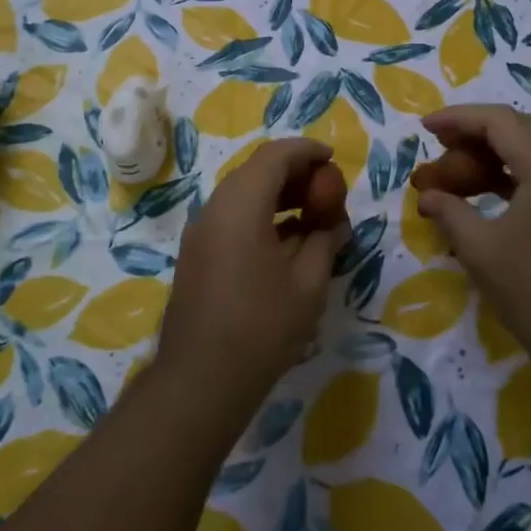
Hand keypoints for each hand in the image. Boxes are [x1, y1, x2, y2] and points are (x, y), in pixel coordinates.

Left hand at [155, 138, 350, 414]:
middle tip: (327, 192)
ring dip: (278, 196)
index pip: (275, 156)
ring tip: (312, 217)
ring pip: (242, 195)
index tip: (333, 160)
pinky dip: (260, 216)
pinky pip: (231, 218)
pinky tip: (286, 243)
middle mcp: (214, 208)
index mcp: (240, 205)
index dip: (307, 151)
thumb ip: (325, 242)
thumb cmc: (262, 327)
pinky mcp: (196, 254)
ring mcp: (200, 232)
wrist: (200, 379)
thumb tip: (334, 224)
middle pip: (256, 171)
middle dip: (294, 174)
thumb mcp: (308, 284)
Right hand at [410, 105, 530, 371]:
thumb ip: (450, 213)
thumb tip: (428, 196)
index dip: (458, 119)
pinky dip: (512, 178)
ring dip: (493, 157)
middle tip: (438, 148)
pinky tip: (487, 196)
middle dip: (475, 135)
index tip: (425, 128)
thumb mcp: (481, 251)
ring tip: (455, 175)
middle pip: (520, 130)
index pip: (499, 122)